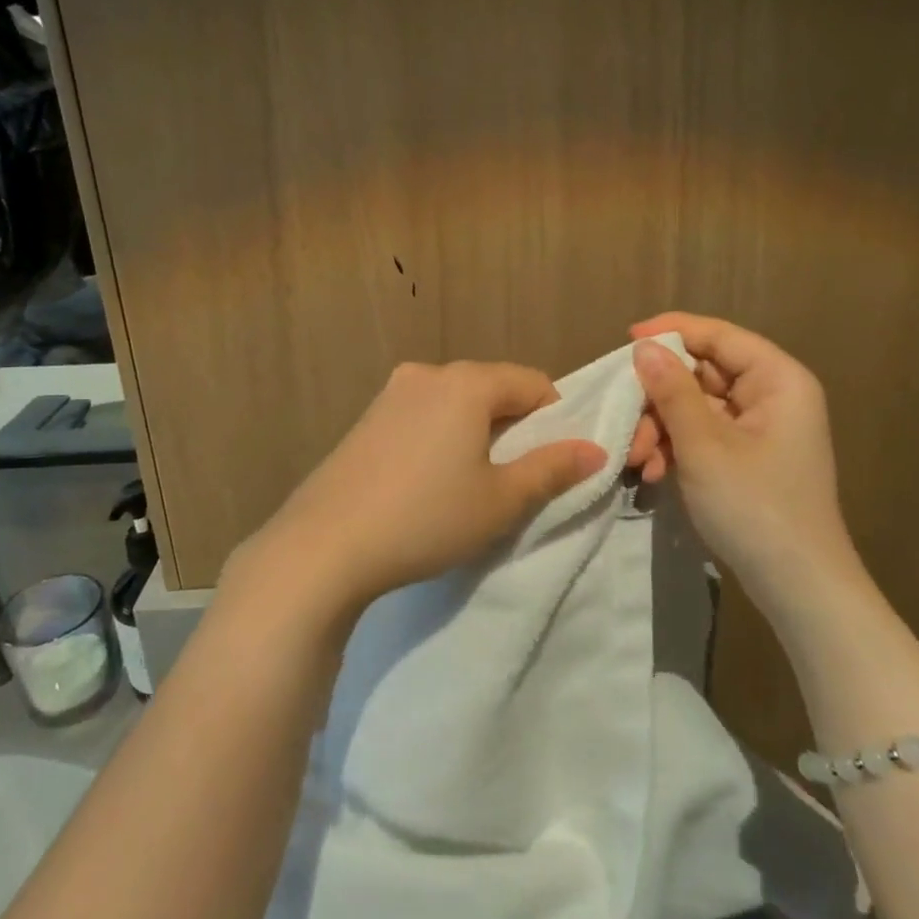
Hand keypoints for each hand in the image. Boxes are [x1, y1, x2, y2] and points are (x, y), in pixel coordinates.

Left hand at [245, 361, 607, 614]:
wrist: (324, 544)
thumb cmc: (426, 517)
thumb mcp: (501, 500)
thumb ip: (552, 469)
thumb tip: (594, 450)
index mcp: (467, 383)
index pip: (532, 382)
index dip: (555, 417)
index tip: (554, 460)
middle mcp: (428, 374)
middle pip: (492, 388)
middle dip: (514, 425)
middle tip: (517, 475)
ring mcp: (391, 393)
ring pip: (455, 401)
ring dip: (476, 430)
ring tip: (473, 480)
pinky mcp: (366, 417)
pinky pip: (423, 414)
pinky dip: (441, 435)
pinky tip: (429, 479)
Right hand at [628, 312, 864, 603]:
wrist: (798, 587)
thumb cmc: (755, 506)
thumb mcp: (704, 445)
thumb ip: (672, 390)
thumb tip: (644, 347)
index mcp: (777, 380)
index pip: (719, 336)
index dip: (672, 332)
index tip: (626, 339)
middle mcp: (771, 395)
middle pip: (702, 373)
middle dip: (658, 398)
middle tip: (625, 423)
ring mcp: (759, 429)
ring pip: (696, 407)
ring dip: (661, 428)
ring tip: (638, 460)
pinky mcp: (747, 457)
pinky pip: (703, 435)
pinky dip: (676, 448)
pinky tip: (655, 473)